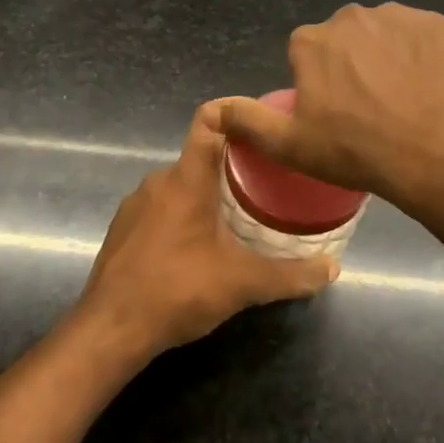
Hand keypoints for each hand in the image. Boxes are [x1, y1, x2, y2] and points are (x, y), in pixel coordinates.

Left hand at [75, 101, 338, 359]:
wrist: (110, 330)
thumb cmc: (177, 291)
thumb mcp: (243, 283)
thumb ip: (291, 275)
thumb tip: (333, 268)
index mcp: (186, 178)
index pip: (209, 120)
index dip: (236, 112)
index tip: (265, 125)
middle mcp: (157, 181)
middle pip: (201, 155)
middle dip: (234, 165)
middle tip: (269, 183)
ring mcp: (135, 205)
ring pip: (181, 184)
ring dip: (209, 193)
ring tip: (241, 215)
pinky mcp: (123, 229)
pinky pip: (162, 206)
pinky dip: (185, 214)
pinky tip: (202, 245)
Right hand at [216, 3, 443, 206]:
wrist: (440, 151)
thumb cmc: (357, 150)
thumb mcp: (291, 146)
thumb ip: (247, 122)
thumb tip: (211, 109)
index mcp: (311, 42)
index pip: (305, 55)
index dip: (318, 84)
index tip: (335, 114)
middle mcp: (350, 16)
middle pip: (344, 40)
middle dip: (351, 65)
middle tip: (369, 109)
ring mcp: (397, 16)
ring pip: (382, 35)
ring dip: (386, 57)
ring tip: (402, 99)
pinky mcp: (437, 23)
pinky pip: (419, 36)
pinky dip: (420, 55)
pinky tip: (428, 86)